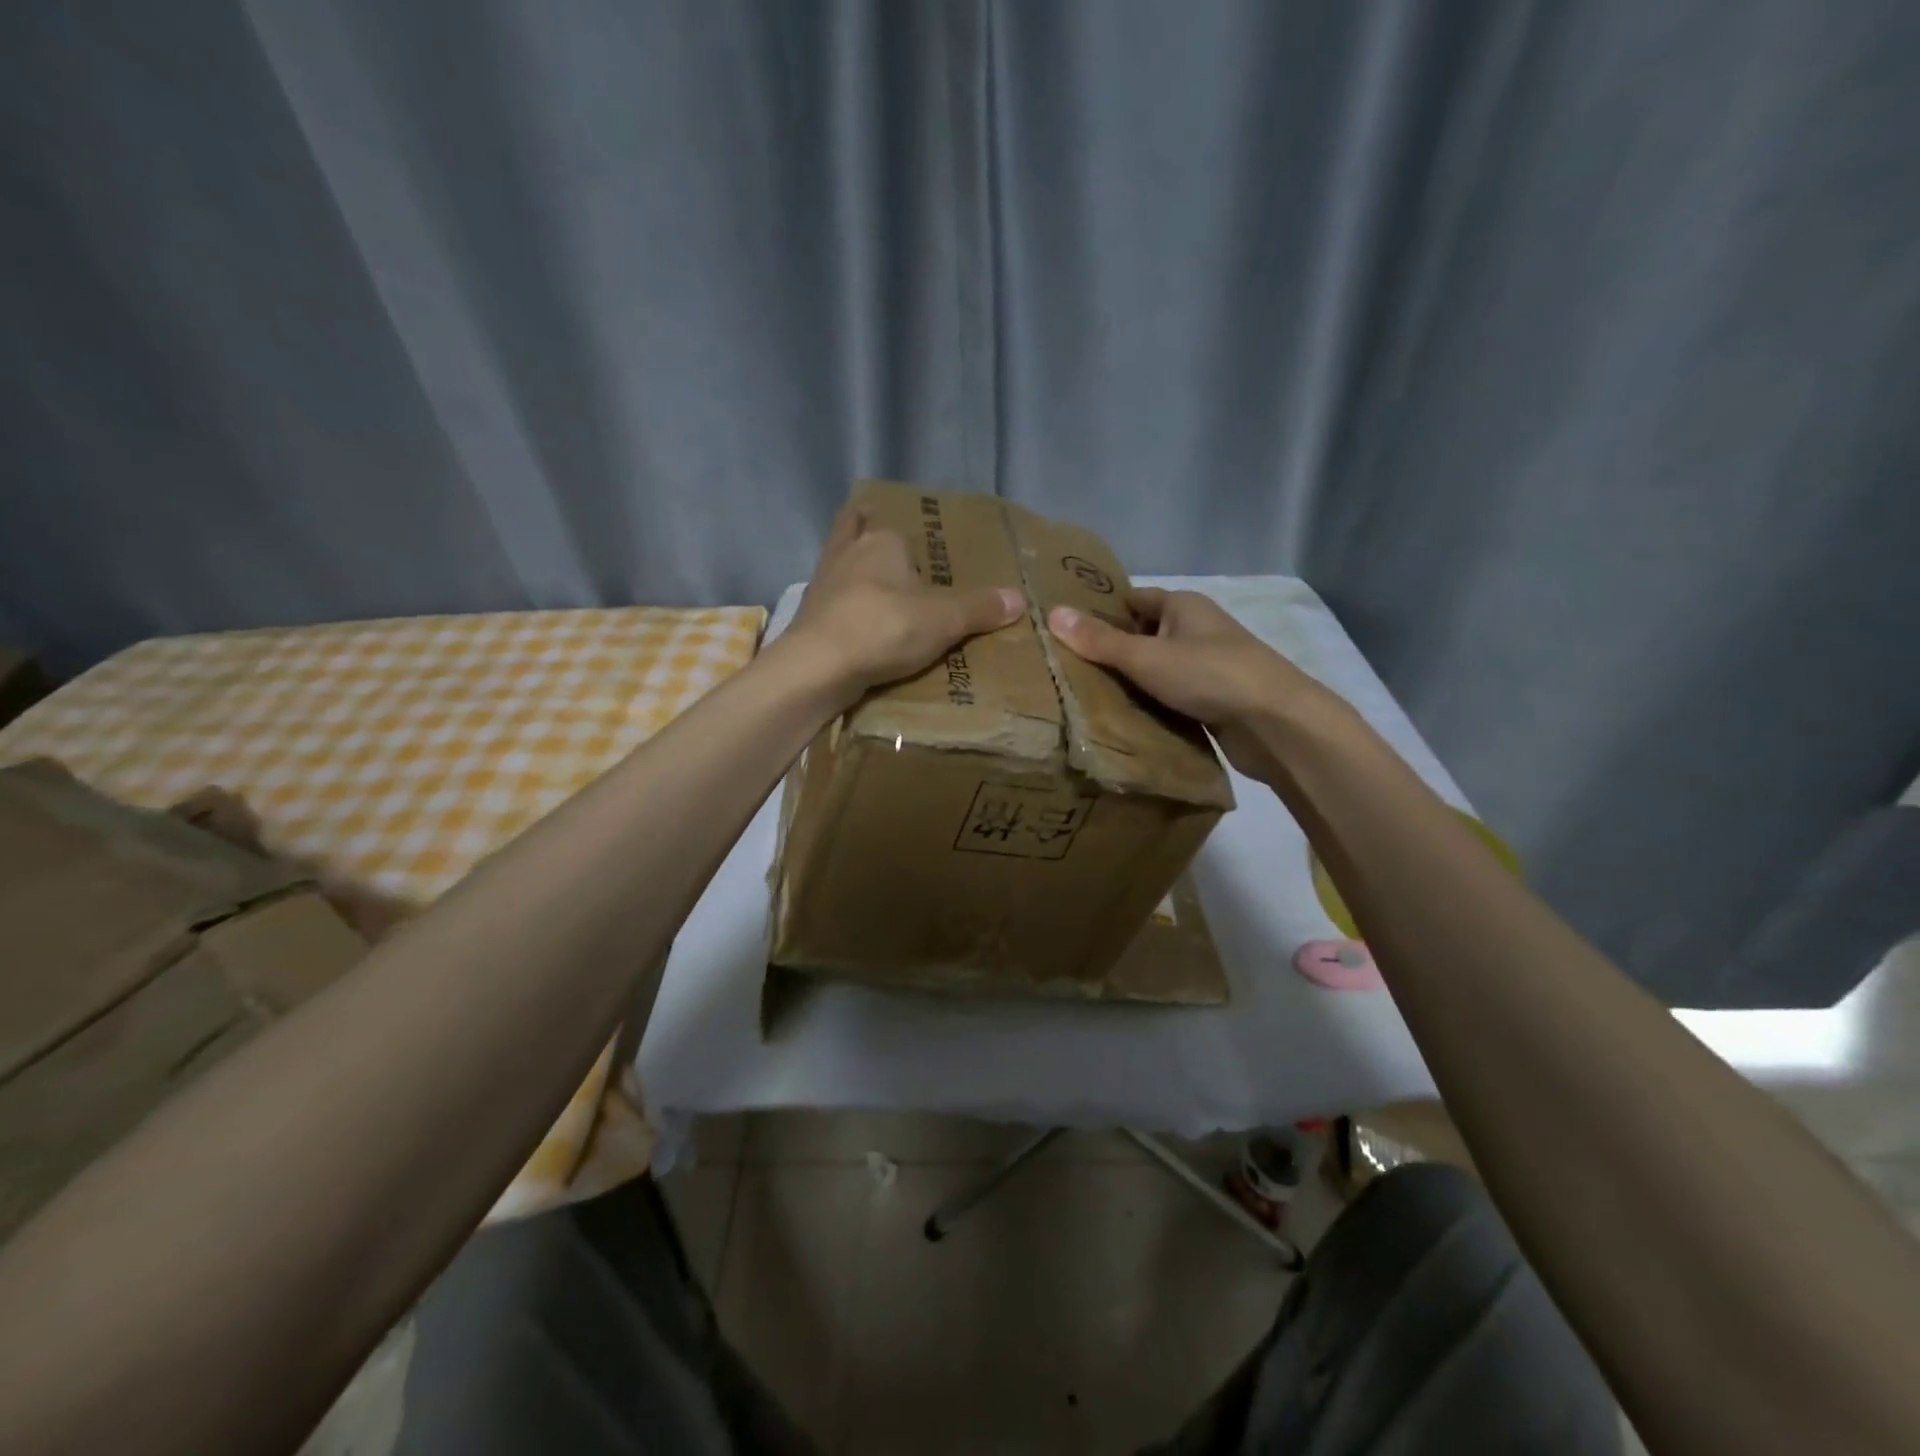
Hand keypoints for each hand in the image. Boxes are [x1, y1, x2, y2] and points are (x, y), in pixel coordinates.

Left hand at [782, 504, 1025, 702]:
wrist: (818, 667)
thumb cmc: (884, 629)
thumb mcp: (943, 620)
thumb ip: (980, 609)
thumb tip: (1019, 598)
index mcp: (883, 541)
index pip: (898, 526)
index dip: (909, 536)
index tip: (923, 551)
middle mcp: (848, 552)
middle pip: (859, 533)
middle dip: (870, 539)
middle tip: (895, 560)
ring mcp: (823, 583)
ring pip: (840, 564)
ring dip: (853, 571)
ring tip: (874, 589)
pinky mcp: (808, 615)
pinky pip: (831, 601)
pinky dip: (842, 606)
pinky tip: (853, 621)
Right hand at [1047, 589, 1330, 777]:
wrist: (1275, 723)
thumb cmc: (1209, 675)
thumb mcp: (1146, 656)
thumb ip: (1100, 640)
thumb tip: (1052, 613)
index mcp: (1183, 606)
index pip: (1133, 600)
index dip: (1100, 612)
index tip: (1065, 630)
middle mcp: (1196, 629)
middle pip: (1144, 636)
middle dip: (1111, 651)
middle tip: (1066, 669)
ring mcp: (1208, 665)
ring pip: (1158, 669)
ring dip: (1131, 682)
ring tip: (1084, 697)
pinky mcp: (1214, 699)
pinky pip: (1172, 696)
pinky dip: (1151, 705)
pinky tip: (1124, 720)